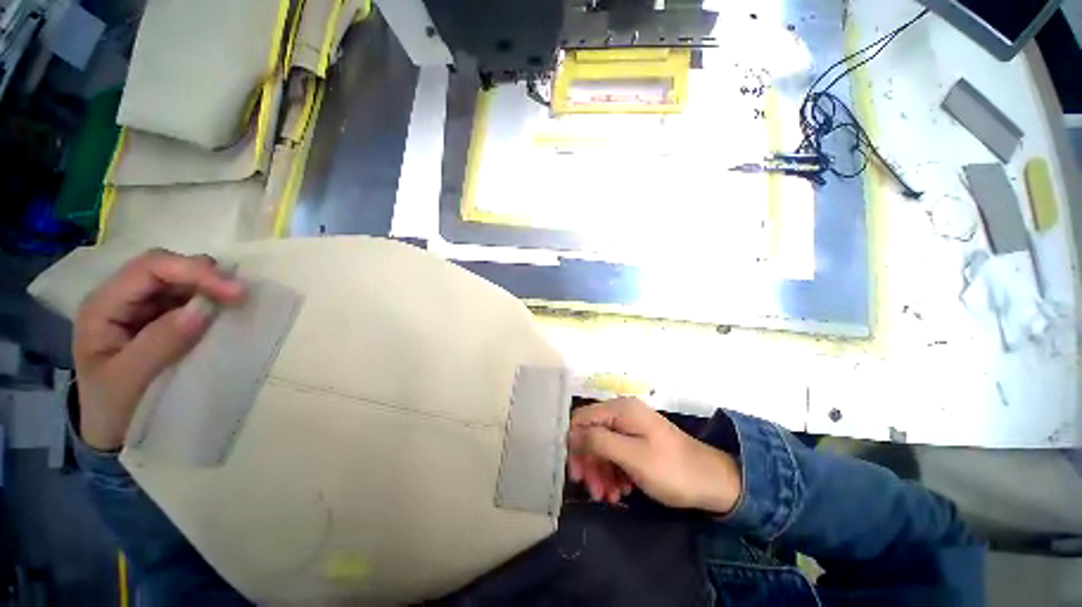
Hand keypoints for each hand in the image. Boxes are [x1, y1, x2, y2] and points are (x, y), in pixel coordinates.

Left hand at [73, 249, 244, 450]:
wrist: (111, 431)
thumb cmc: (112, 408)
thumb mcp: (129, 380)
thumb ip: (160, 343)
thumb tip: (203, 309)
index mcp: (103, 305)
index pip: (150, 268)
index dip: (193, 271)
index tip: (235, 292)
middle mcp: (122, 297)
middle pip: (167, 267)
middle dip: (206, 276)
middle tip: (243, 296)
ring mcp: (142, 306)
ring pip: (181, 280)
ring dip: (212, 287)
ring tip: (239, 302)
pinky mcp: (161, 317)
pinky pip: (190, 298)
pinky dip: (213, 300)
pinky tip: (227, 310)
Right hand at [567, 397, 741, 514]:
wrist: (713, 482)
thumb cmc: (671, 469)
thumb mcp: (632, 456)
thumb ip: (598, 441)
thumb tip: (571, 434)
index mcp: (620, 409)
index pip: (582, 417)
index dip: (574, 442)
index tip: (575, 472)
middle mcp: (622, 413)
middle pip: (591, 433)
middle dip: (589, 462)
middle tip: (592, 491)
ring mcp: (631, 427)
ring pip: (602, 446)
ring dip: (601, 472)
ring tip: (608, 497)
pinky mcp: (637, 441)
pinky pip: (616, 453)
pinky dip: (613, 472)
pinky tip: (620, 491)